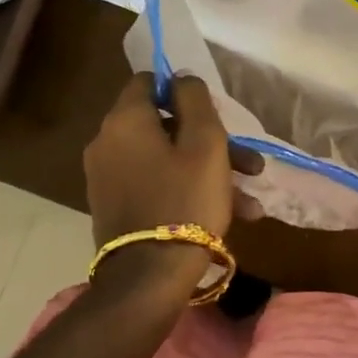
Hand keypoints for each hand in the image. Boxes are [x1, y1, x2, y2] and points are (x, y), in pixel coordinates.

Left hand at [84, 73, 265, 249]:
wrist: (149, 279)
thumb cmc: (185, 200)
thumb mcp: (205, 142)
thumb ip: (195, 99)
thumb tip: (182, 78)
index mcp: (125, 120)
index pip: (147, 81)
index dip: (182, 89)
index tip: (212, 112)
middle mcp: (107, 143)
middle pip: (164, 125)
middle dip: (211, 140)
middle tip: (249, 163)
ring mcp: (107, 178)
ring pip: (166, 159)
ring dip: (208, 171)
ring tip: (249, 200)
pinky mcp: (115, 207)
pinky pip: (156, 184)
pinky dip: (187, 191)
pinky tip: (232, 216)